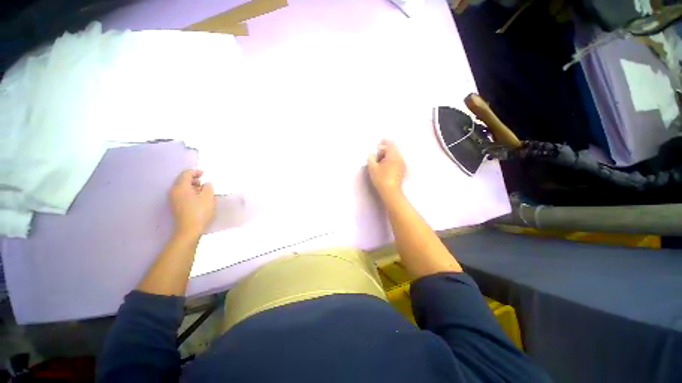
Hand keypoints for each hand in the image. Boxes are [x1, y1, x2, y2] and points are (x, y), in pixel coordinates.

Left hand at [169, 169, 215, 237]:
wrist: (189, 230)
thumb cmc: (200, 212)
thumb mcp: (208, 197)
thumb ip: (208, 187)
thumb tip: (206, 184)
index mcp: (180, 187)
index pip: (186, 174)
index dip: (195, 172)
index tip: (204, 173)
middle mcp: (173, 192)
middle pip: (182, 180)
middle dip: (193, 179)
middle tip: (204, 183)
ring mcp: (173, 199)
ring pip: (182, 188)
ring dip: (192, 187)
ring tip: (203, 192)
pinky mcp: (175, 206)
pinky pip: (181, 194)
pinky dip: (189, 193)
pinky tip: (198, 199)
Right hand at [367, 140, 405, 199]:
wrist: (390, 192)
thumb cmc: (381, 179)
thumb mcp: (373, 168)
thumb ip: (371, 158)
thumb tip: (371, 154)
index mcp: (393, 155)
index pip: (390, 144)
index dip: (384, 142)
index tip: (379, 141)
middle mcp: (400, 158)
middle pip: (393, 150)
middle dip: (385, 149)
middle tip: (377, 153)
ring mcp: (402, 165)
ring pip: (395, 156)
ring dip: (388, 156)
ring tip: (379, 160)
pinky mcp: (402, 171)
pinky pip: (396, 161)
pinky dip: (391, 161)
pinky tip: (385, 166)